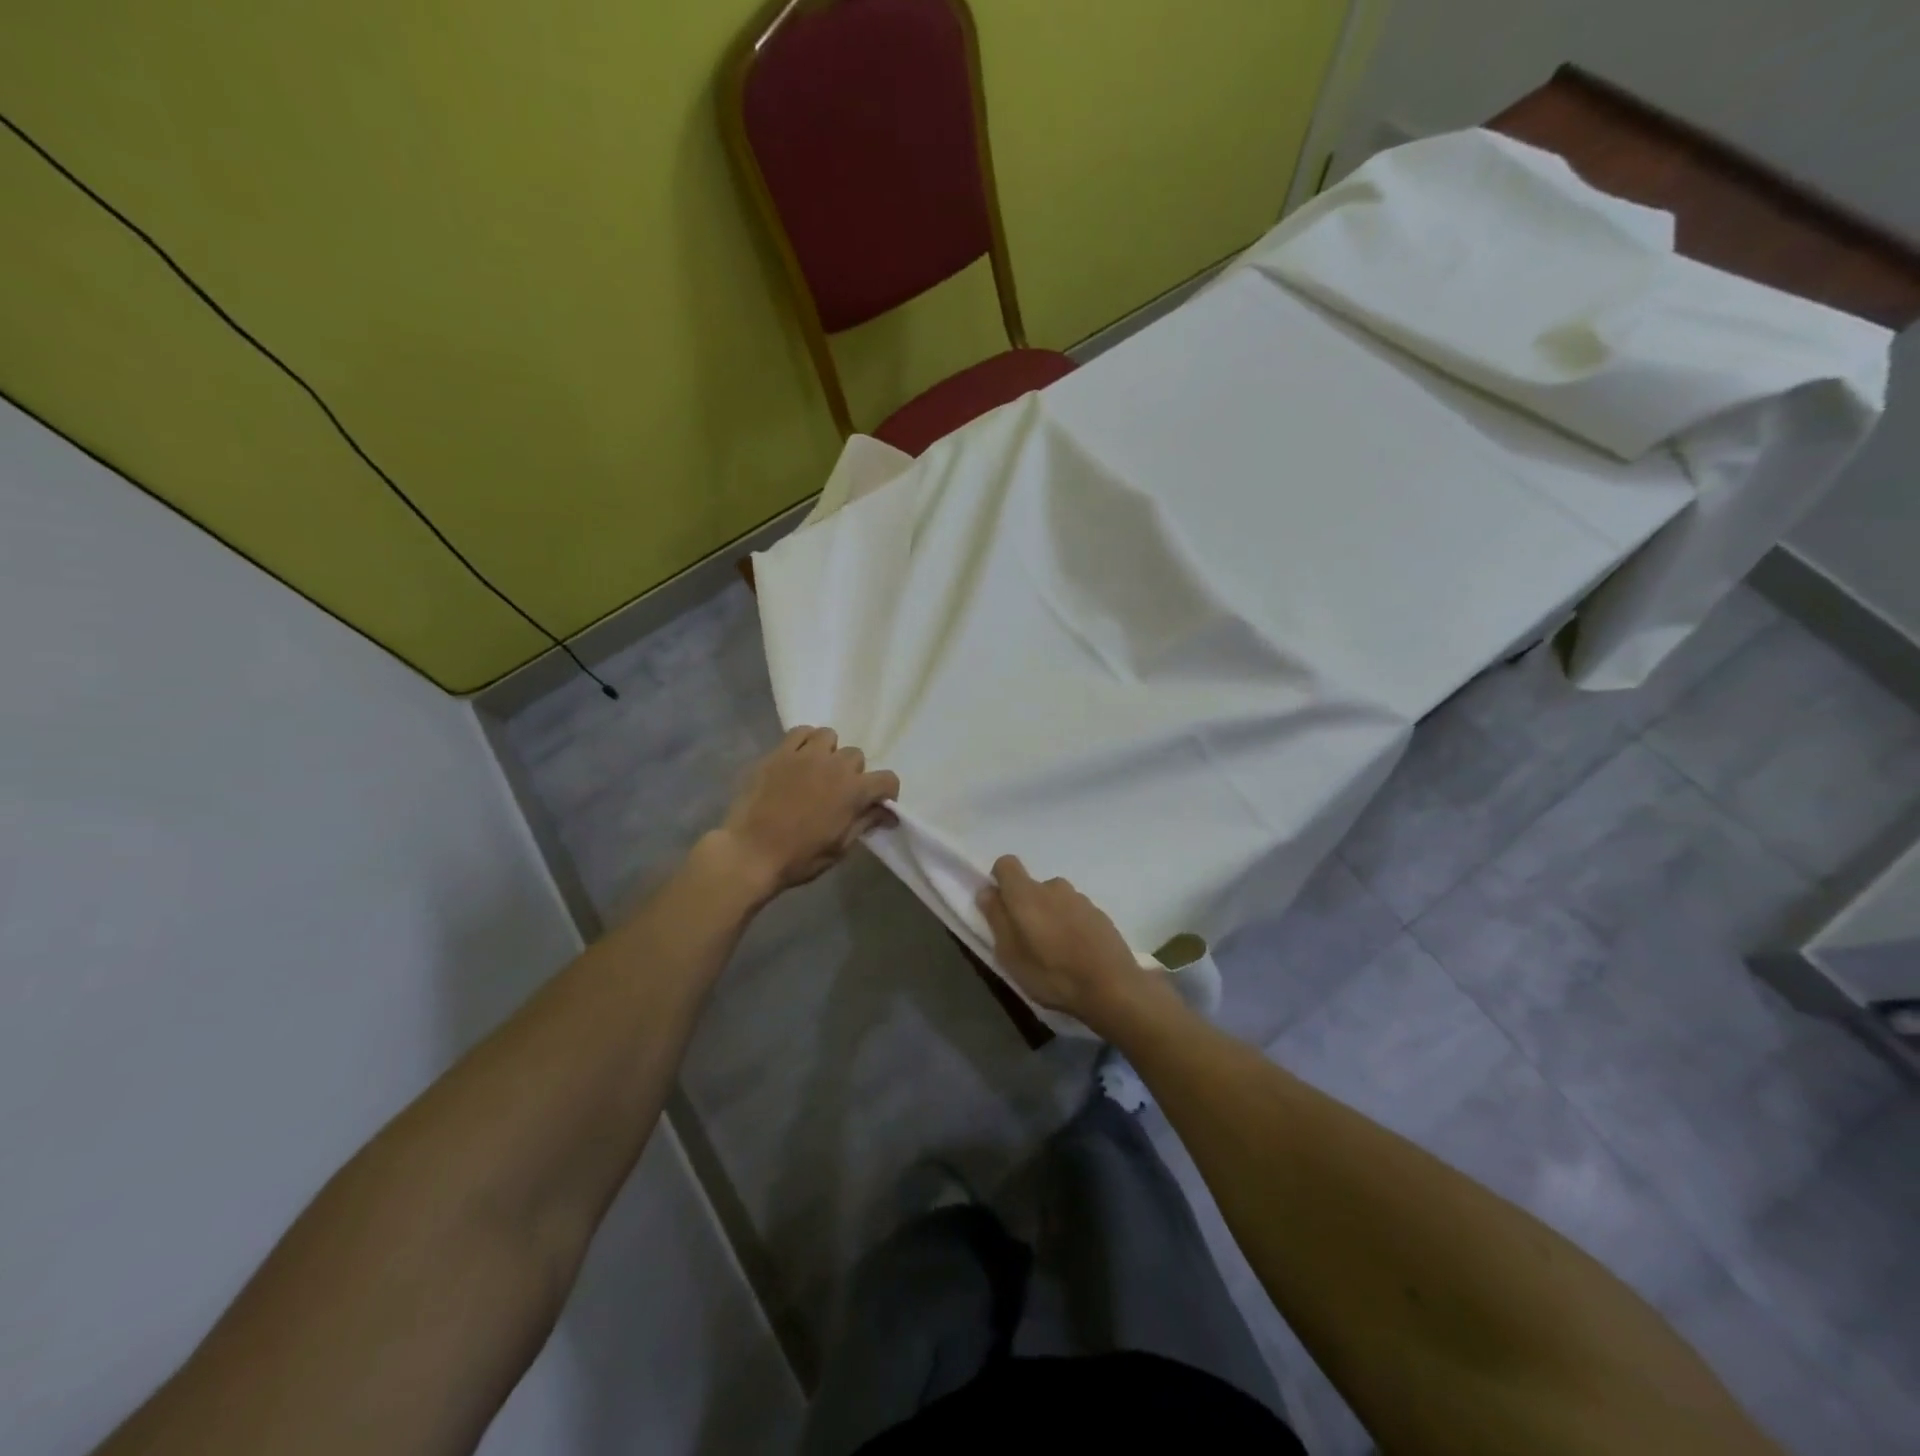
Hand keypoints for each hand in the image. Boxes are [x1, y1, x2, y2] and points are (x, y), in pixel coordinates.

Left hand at [712, 727, 898, 897]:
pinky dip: (805, 741)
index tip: (877, 804)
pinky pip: (800, 732)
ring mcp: (805, 755)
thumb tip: (888, 814)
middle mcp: (834, 766)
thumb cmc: (799, 857)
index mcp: (854, 791)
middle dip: (854, 773)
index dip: (887, 793)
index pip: (887, 779)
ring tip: (818, 770)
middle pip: (856, 756)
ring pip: (829, 736)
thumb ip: (865, 822)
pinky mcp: (779, 752)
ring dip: (829, 752)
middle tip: (838, 792)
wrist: (750, 852)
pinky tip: (799, 759)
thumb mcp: (840, 847)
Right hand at [977, 856, 1157, 1026]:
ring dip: (1050, 916)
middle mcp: (1053, 887)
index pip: (1006, 864)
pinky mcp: (1099, 913)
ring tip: (1055, 951)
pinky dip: (1070, 925)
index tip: (1000, 907)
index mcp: (1026, 894)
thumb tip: (987, 891)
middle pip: (1031, 887)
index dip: (999, 880)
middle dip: (1025, 907)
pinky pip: (1075, 912)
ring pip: (1054, 900)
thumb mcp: (1010, 955)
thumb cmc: (1052, 974)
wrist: (1113, 987)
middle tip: (1028, 940)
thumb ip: (996, 918)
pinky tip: (1077, 953)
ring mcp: (1080, 898)